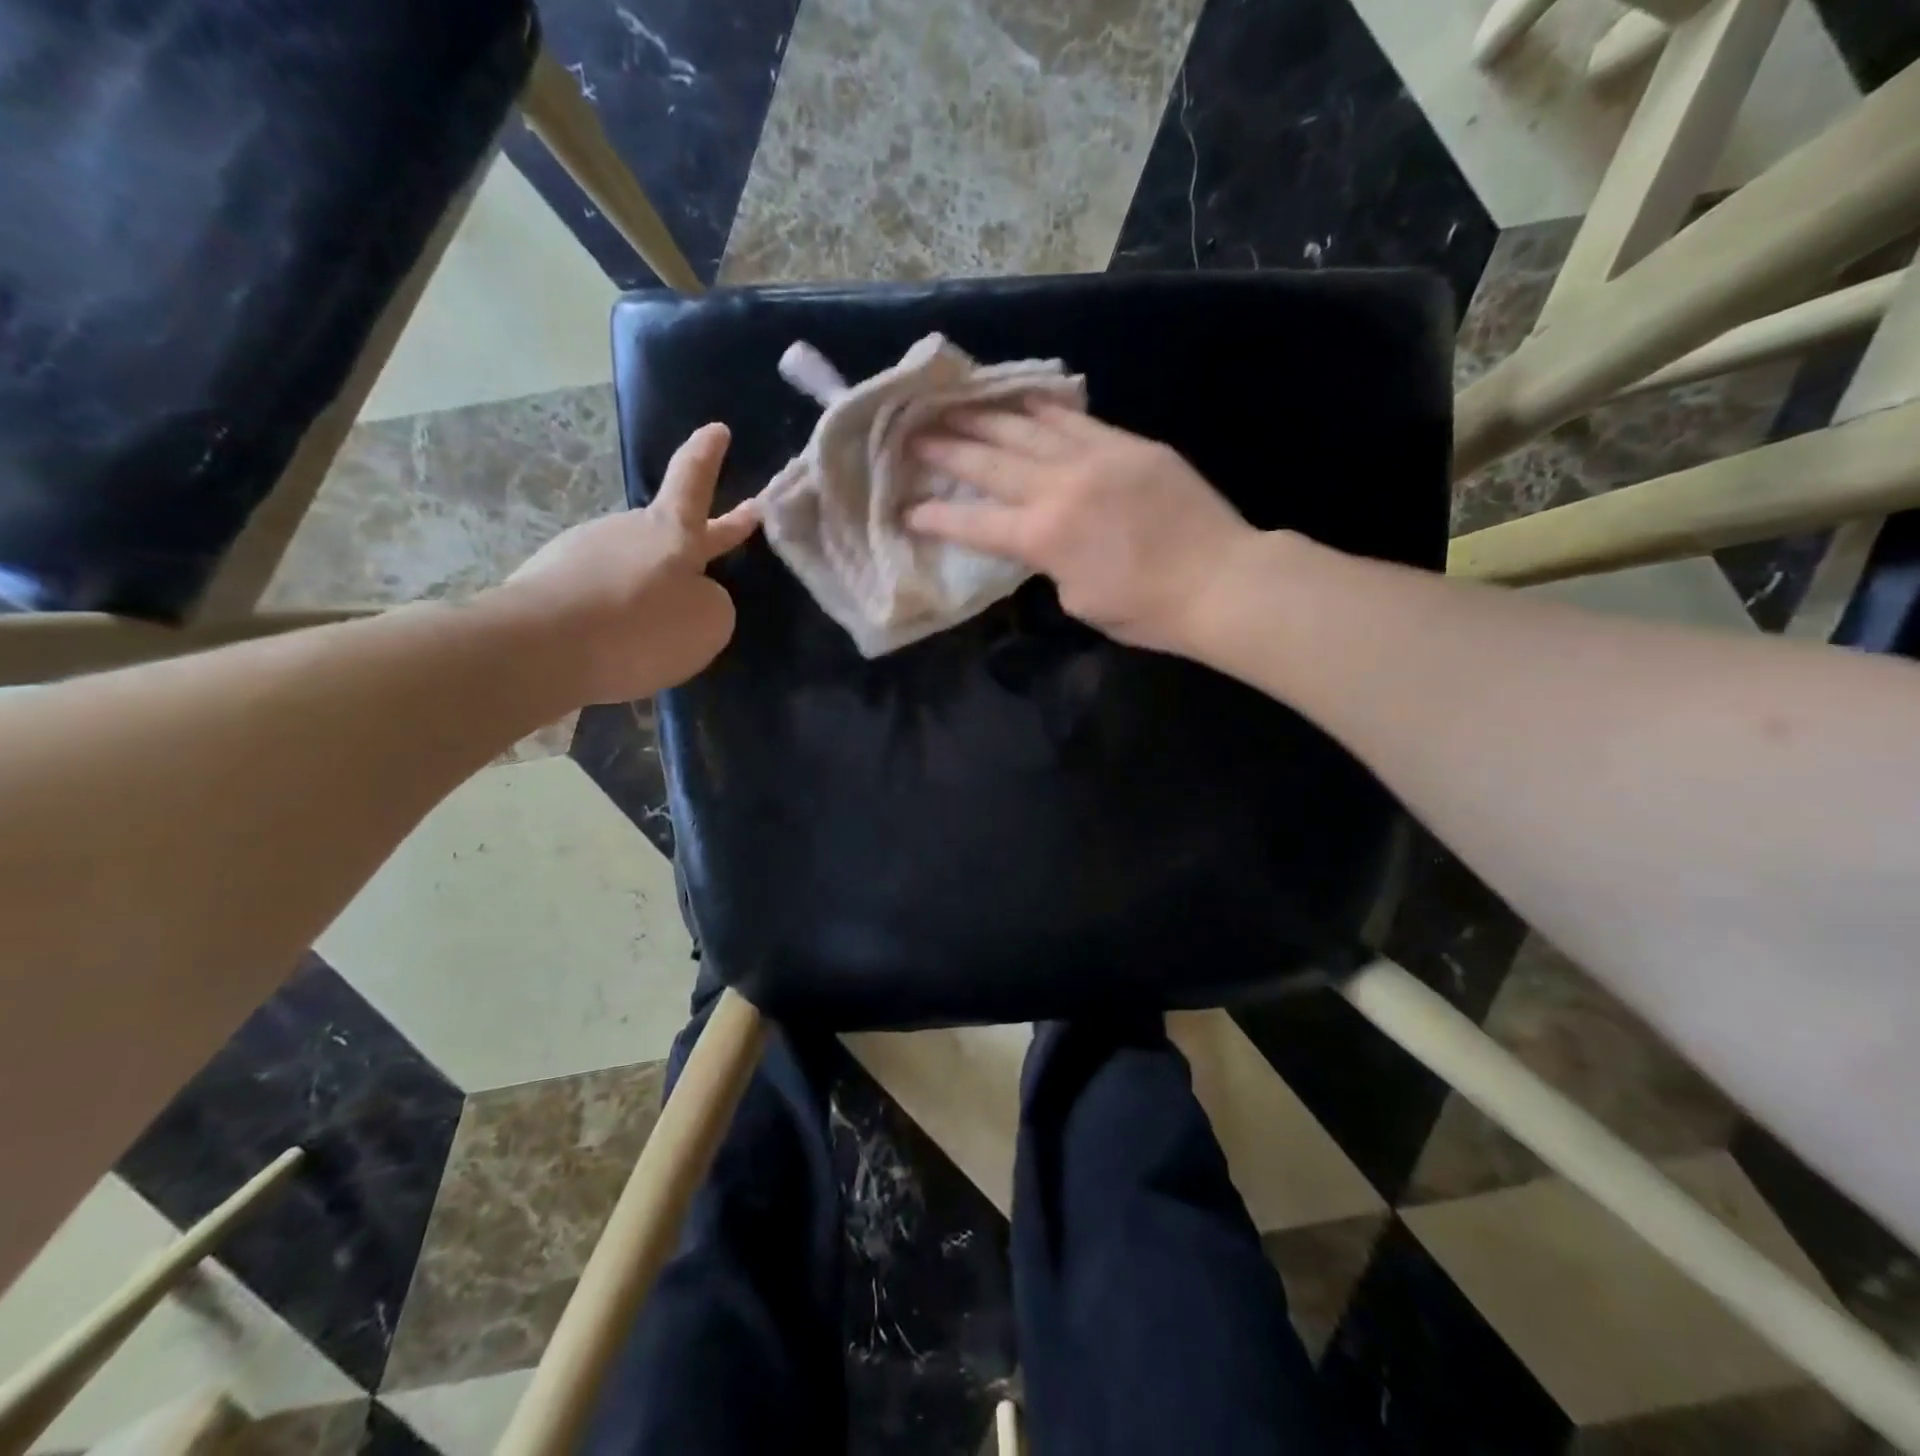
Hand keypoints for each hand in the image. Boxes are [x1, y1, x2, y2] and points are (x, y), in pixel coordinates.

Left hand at [494, 423, 757, 704]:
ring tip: (655, 634)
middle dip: (703, 533)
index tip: (717, 429)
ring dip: (649, 590)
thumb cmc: (641, 627)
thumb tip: (688, 599)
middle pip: (670, 530)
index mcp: (672, 532)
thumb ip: (712, 604)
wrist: (540, 648)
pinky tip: (613, 647)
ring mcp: (584, 553)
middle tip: (731, 525)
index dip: (708, 455)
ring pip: (635, 570)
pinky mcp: (552, 583)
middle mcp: (628, 531)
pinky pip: (602, 597)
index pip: (694, 480)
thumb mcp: (708, 622)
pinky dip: (616, 615)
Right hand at [908, 403, 1257, 655]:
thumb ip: (1050, 564)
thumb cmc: (1146, 609)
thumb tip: (1042, 538)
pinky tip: (1021, 397)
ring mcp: (1094, 458)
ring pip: (1026, 428)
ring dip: (984, 417)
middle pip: (989, 462)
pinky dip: (1042, 406)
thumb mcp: (1079, 601)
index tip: (905, 507)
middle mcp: (1058, 488)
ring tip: (953, 405)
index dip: (935, 516)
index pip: (974, 523)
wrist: (1219, 580)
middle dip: (946, 449)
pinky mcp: (1127, 443)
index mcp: (1042, 537)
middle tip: (912, 434)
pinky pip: (1075, 417)